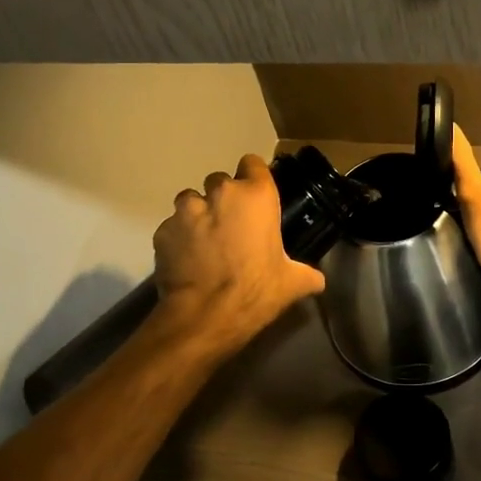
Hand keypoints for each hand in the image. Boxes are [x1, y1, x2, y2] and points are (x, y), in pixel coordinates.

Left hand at [152, 154, 325, 352]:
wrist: (205, 317)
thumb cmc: (256, 291)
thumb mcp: (292, 283)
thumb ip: (308, 274)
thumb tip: (318, 279)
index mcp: (256, 196)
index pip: (253, 163)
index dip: (253, 178)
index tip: (255, 197)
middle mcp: (221, 193)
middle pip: (220, 181)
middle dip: (224, 199)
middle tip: (231, 227)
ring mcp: (187, 210)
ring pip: (191, 200)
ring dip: (198, 215)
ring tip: (204, 242)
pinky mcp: (162, 230)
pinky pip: (172, 227)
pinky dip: (178, 238)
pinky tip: (186, 260)